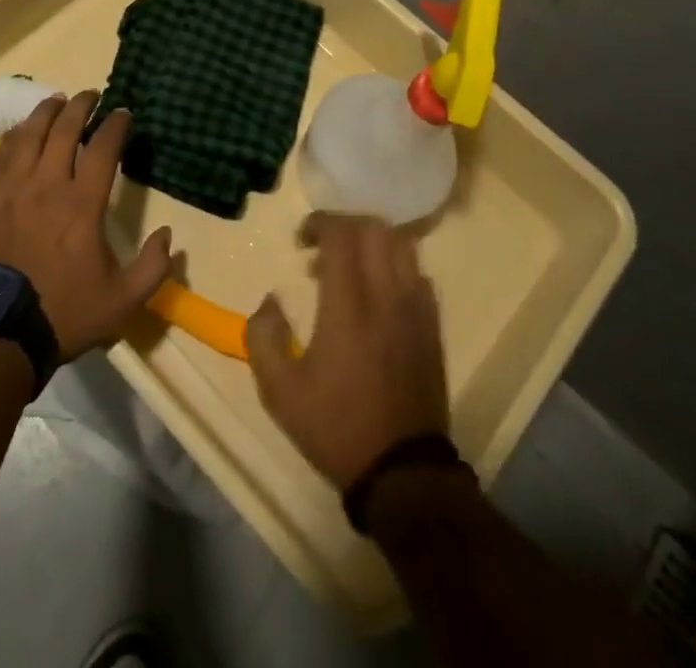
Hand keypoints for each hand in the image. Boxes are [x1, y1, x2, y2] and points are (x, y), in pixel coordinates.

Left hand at [0, 91, 172, 361]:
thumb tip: (169, 235)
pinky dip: (12, 139)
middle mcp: (45, 185)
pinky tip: (19, 134)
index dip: (116, 124)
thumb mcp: (122, 302)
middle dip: (81, 105)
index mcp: (82, 203)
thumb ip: (153, 268)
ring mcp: (9, 189)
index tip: (123, 113)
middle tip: (91, 95)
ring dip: (45, 113)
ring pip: (28, 135)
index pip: (103, 147)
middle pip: (64, 129)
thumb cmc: (62, 313)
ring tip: (56, 102)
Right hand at [247, 213, 449, 489]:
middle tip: (322, 247)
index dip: (319, 223)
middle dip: (345, 225)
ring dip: (372, 241)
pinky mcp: (432, 326)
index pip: (342, 235)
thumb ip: (263, 337)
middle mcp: (386, 296)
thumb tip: (270, 301)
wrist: (402, 472)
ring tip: (350, 266)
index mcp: (348, 306)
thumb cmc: (336, 427)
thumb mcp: (279, 392)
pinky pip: (418, 272)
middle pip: (375, 228)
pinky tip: (378, 292)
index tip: (301, 240)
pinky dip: (395, 265)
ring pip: (401, 245)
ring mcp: (416, 309)